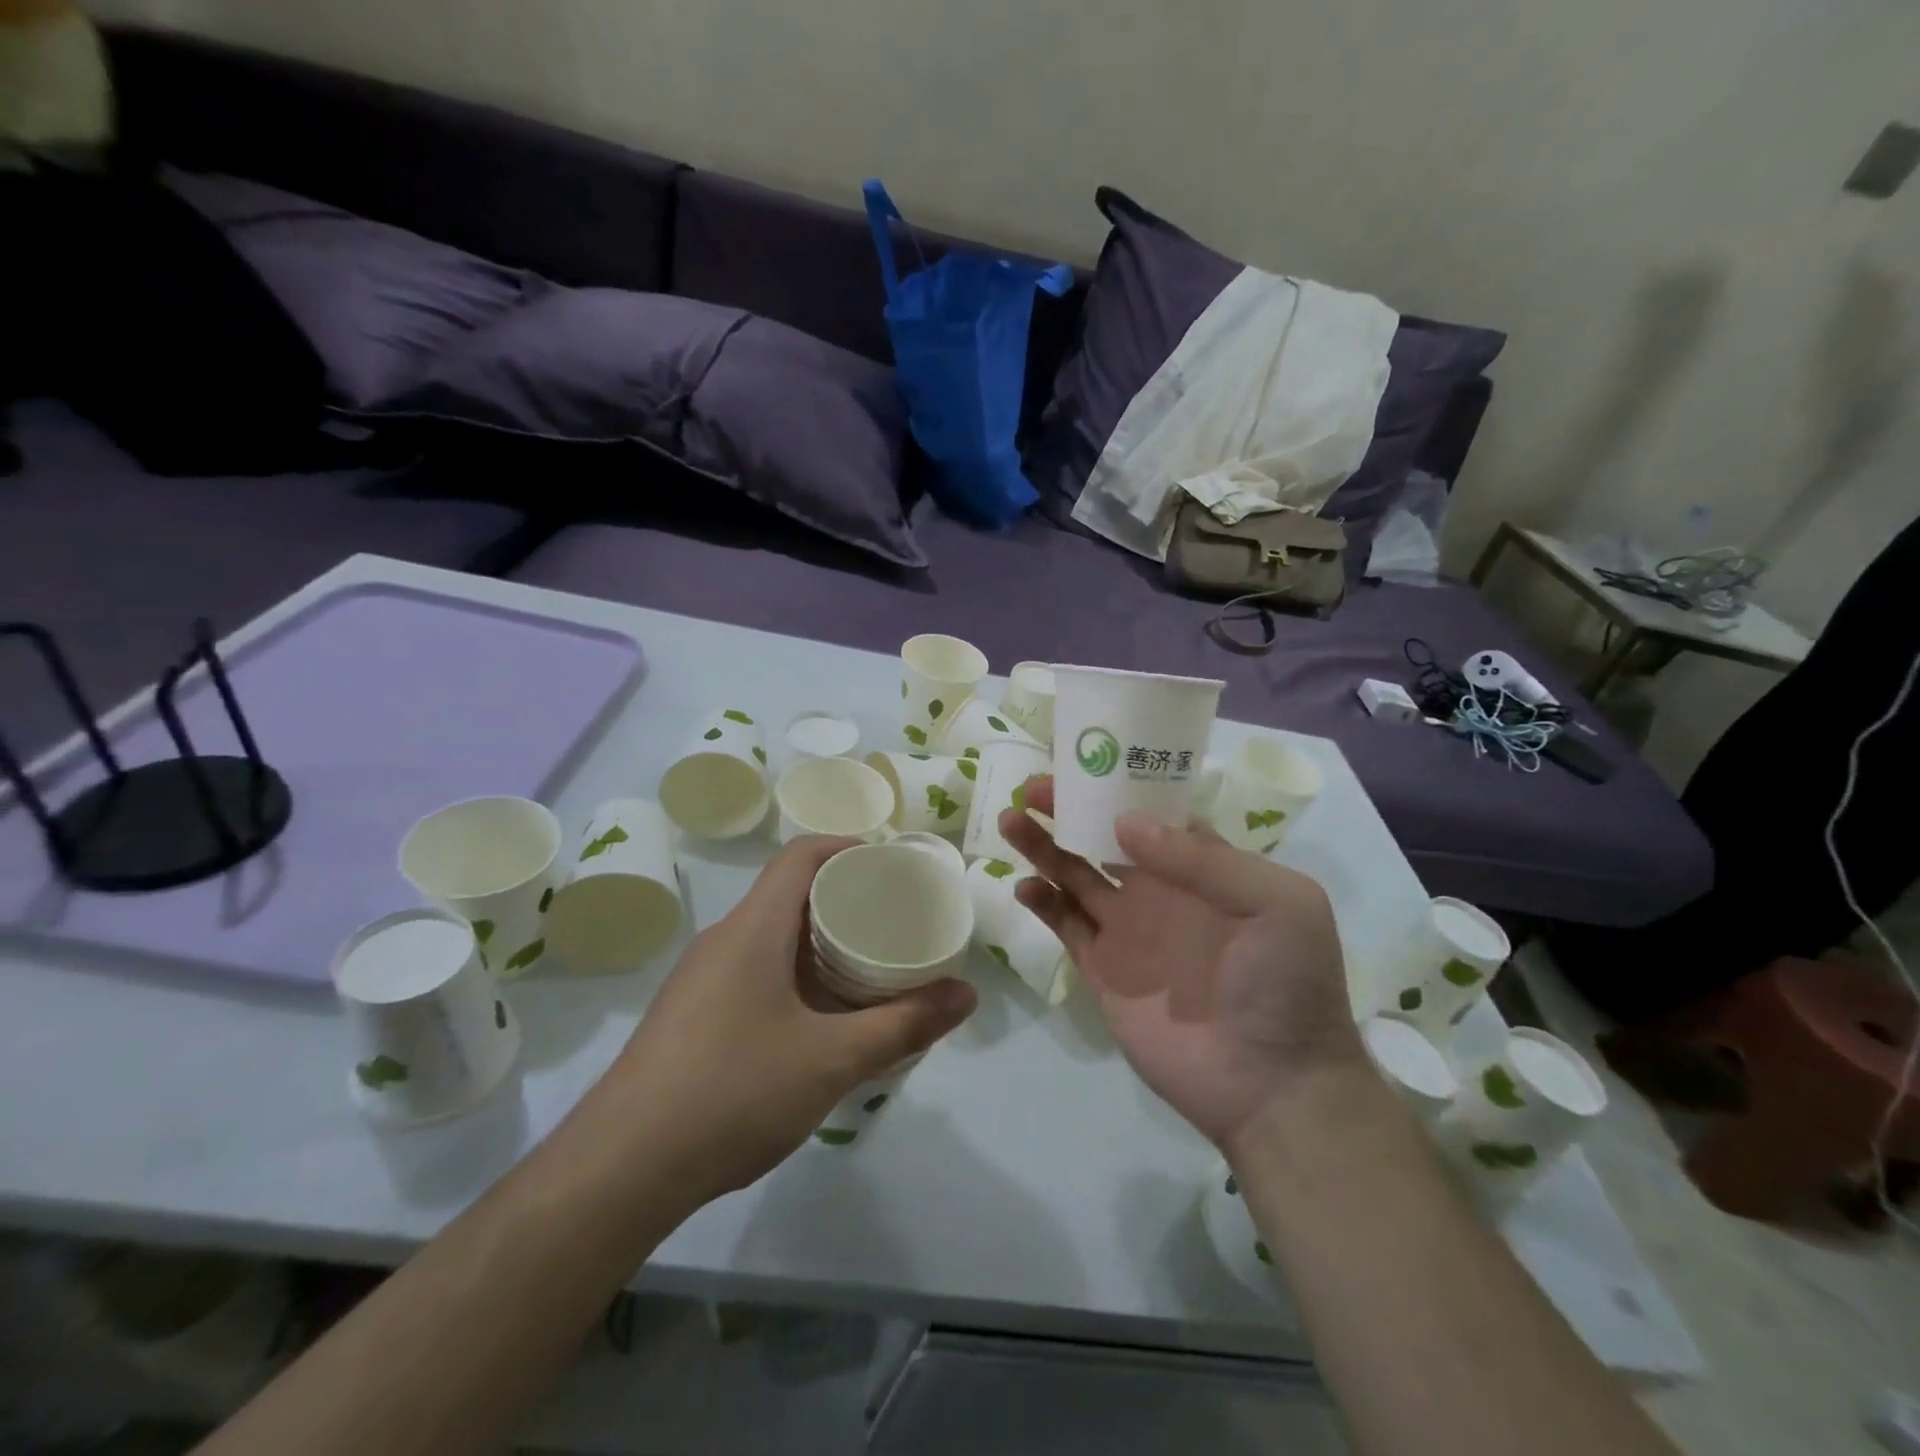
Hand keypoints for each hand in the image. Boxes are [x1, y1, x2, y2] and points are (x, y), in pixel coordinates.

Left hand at [587, 837, 975, 1205]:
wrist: (619, 1171)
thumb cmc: (733, 1092)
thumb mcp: (832, 1061)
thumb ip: (904, 1025)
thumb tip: (967, 993)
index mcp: (753, 928)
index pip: (801, 855)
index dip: (848, 847)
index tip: (893, 868)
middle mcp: (723, 940)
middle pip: (790, 894)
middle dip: (845, 901)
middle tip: (895, 925)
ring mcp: (701, 979)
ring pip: (771, 938)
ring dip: (820, 945)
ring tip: (868, 972)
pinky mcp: (690, 1016)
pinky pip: (753, 973)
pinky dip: (794, 978)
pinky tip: (818, 1024)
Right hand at [1002, 782, 1365, 1153]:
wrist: (1273, 1084)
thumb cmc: (1286, 983)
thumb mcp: (1276, 903)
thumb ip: (1203, 858)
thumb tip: (1125, 822)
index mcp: (1203, 866)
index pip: (1152, 813)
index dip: (1116, 787)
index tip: (1080, 766)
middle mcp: (1160, 890)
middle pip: (1103, 838)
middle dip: (1068, 811)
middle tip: (1031, 790)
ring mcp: (1129, 930)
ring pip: (1076, 875)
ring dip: (1044, 848)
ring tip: (1011, 822)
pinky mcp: (1104, 969)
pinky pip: (1066, 926)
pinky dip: (1042, 903)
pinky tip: (1024, 885)